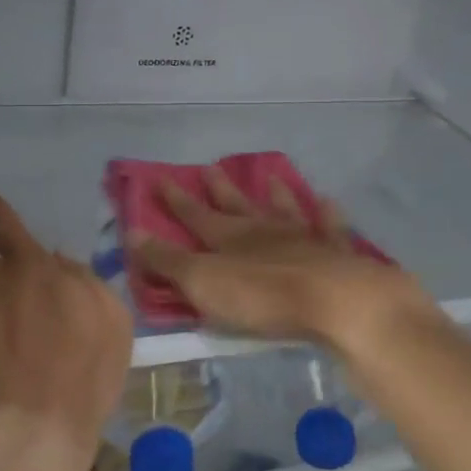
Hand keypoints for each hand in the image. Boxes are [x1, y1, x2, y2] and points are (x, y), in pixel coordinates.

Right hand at [128, 166, 433, 354]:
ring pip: (285, 209)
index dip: (176, 200)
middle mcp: (265, 230)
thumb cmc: (263, 297)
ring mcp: (305, 238)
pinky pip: (331, 228)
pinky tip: (328, 202)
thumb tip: (132, 232)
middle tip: (211, 168)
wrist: (337, 302)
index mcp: (230, 239)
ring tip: (271, 177)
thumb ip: (168, 261)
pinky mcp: (338, 254)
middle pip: (238, 206)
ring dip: (275, 195)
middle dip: (221, 190)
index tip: (160, 178)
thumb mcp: (203, 283)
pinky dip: (328, 215)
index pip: (195, 215)